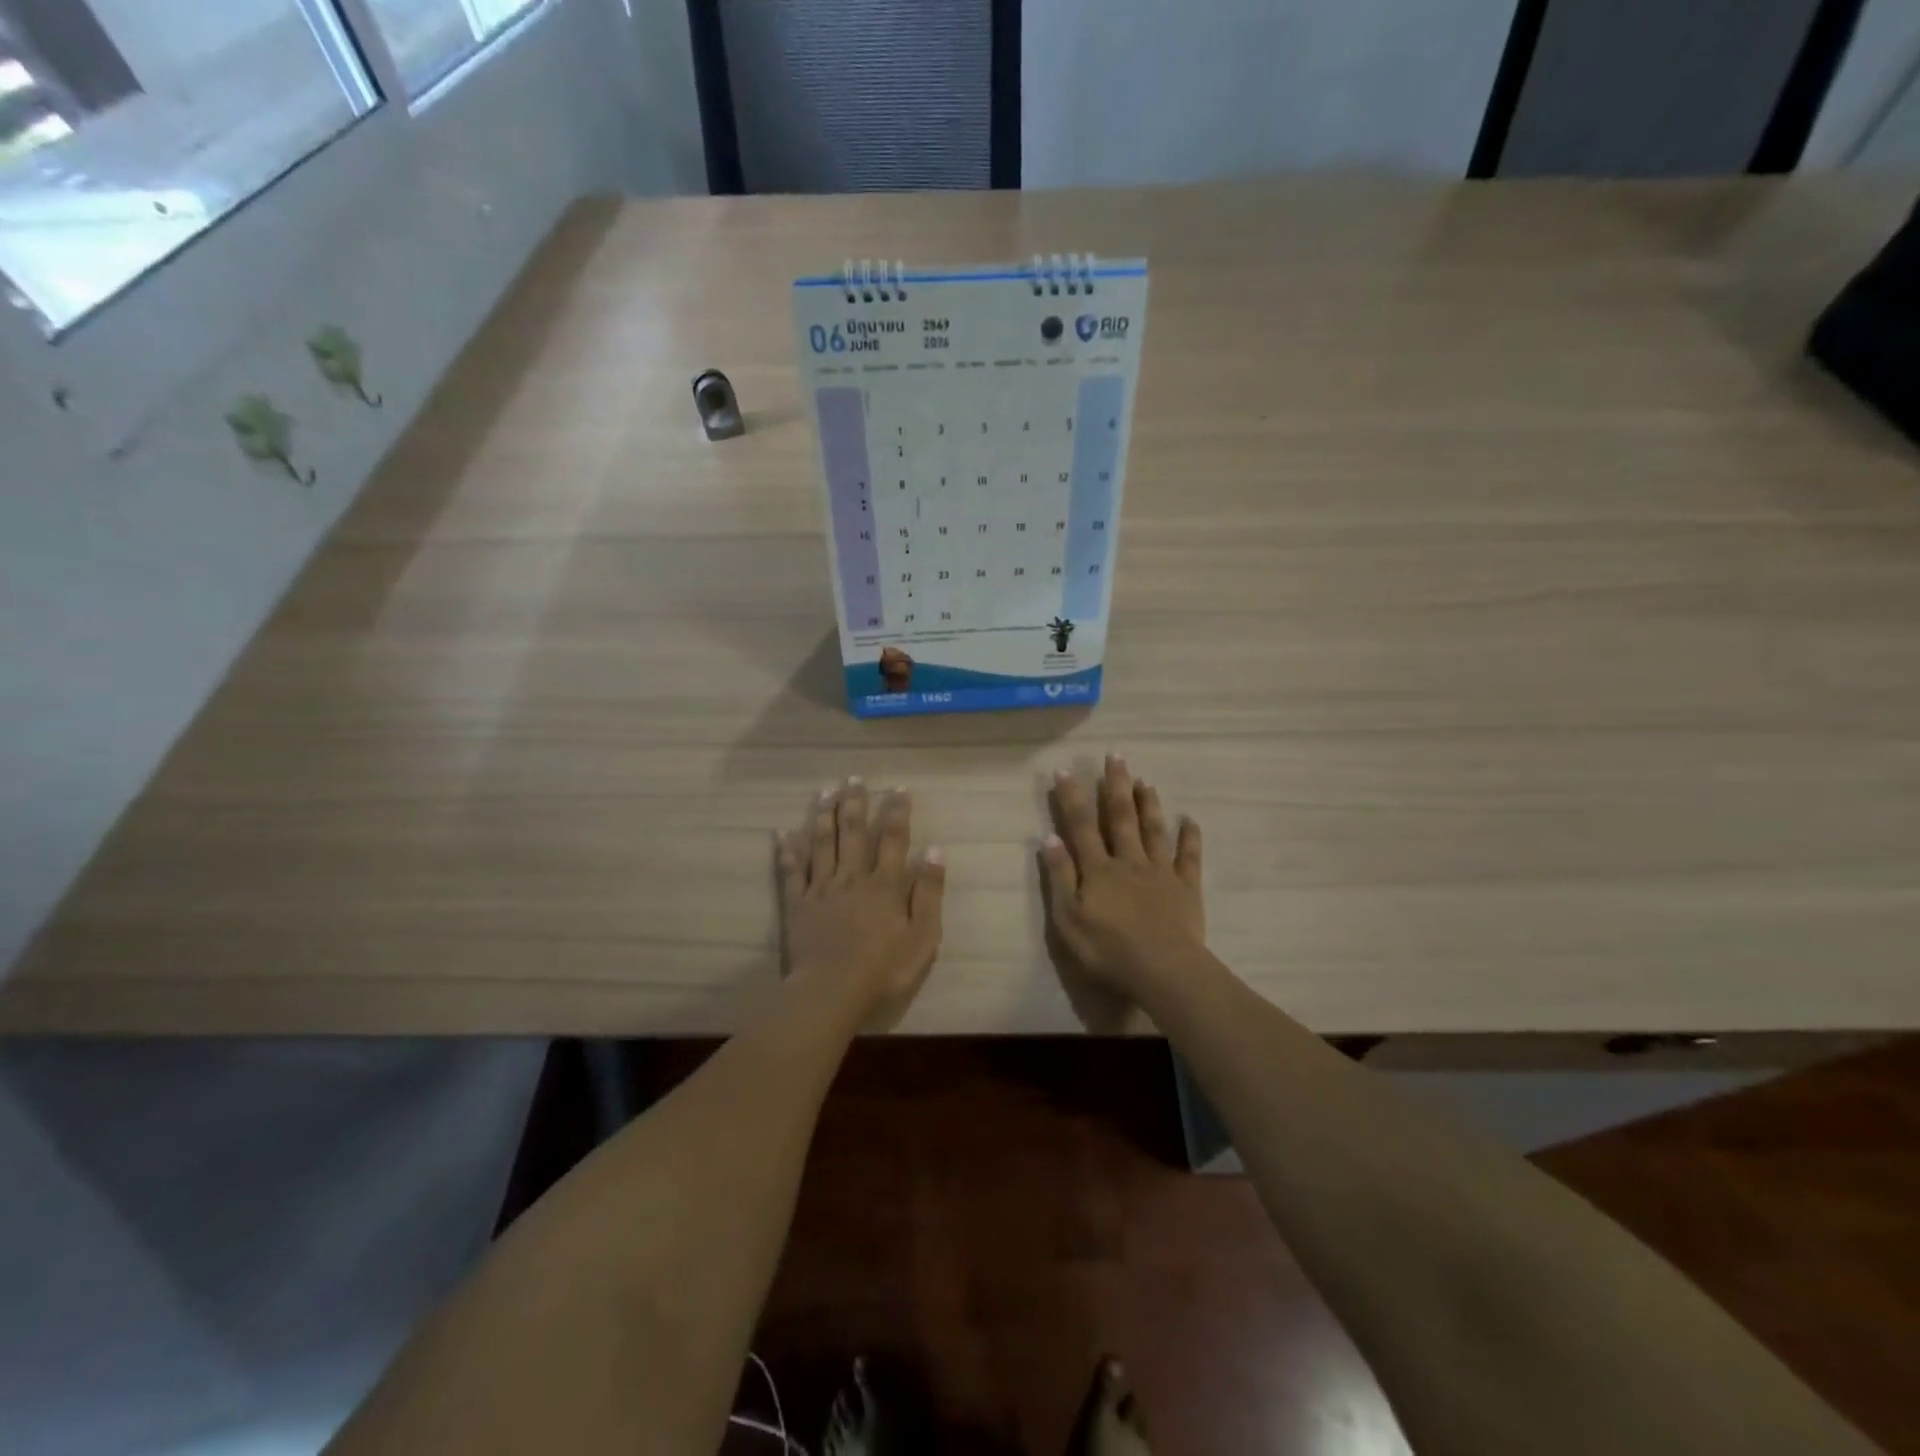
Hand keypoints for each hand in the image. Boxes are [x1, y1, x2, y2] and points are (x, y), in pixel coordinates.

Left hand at [779, 778, 945, 1031]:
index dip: (896, 812)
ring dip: (824, 816)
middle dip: (855, 804)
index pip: (893, 839)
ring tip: (825, 791)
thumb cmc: (884, 970)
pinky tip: (783, 832)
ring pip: (822, 844)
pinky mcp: (797, 906)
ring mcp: (821, 890)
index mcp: (884, 885)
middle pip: (853, 833)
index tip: (898, 788)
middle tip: (854, 778)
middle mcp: (852, 878)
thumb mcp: (923, 936)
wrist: (831, 994)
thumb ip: (928, 892)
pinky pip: (792, 872)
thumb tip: (934, 849)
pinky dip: (787, 851)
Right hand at [1041, 756, 1204, 1005]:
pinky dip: (1190, 836)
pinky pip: (1189, 856)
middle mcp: (1129, 861)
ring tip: (1145, 780)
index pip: (1081, 826)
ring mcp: (1160, 871)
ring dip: (1149, 803)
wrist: (1163, 970)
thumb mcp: (1068, 919)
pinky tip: (1190, 819)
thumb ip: (1060, 877)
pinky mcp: (1186, 887)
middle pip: (1121, 817)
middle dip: (1116, 785)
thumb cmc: (1108, 949)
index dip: (1072, 798)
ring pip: (1154, 829)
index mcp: (1098, 869)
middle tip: (1116, 756)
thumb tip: (1050, 838)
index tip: (1065, 770)